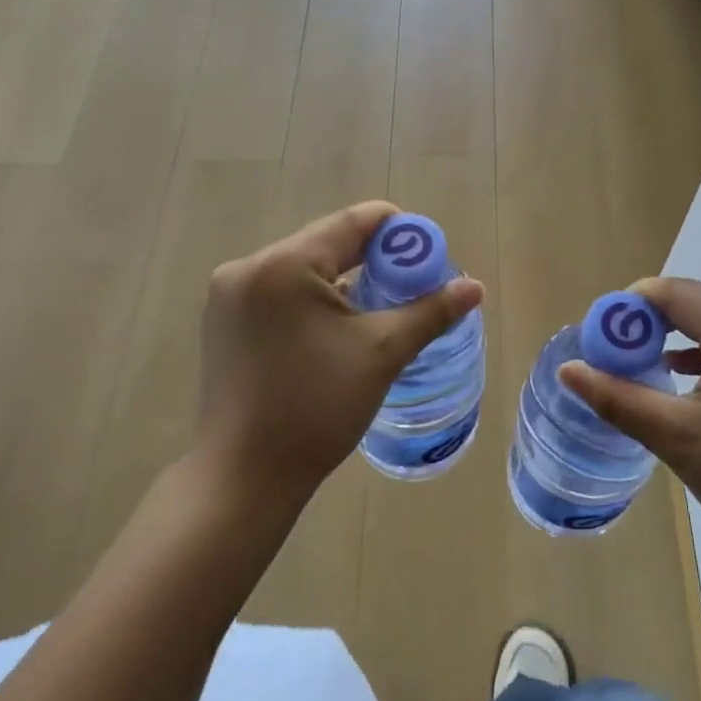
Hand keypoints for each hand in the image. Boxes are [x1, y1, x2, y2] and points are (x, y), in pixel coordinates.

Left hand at [196, 202, 483, 509]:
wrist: (244, 477)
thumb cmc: (316, 409)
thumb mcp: (381, 353)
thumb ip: (430, 312)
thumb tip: (475, 286)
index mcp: (283, 265)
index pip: (352, 223)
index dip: (397, 231)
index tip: (430, 253)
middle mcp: (248, 267)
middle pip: (327, 243)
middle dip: (374, 259)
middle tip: (413, 284)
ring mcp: (230, 295)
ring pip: (304, 268)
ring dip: (345, 280)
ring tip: (382, 307)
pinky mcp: (225, 321)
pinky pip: (281, 292)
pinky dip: (315, 299)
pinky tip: (339, 327)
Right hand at [558, 279, 700, 569]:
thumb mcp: (679, 440)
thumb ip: (618, 397)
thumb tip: (568, 369)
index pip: (673, 293)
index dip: (629, 309)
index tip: (603, 339)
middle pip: (699, 300)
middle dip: (654, 322)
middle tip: (621, 356)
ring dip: (683, 333)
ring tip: (649, 366)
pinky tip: (691, 373)